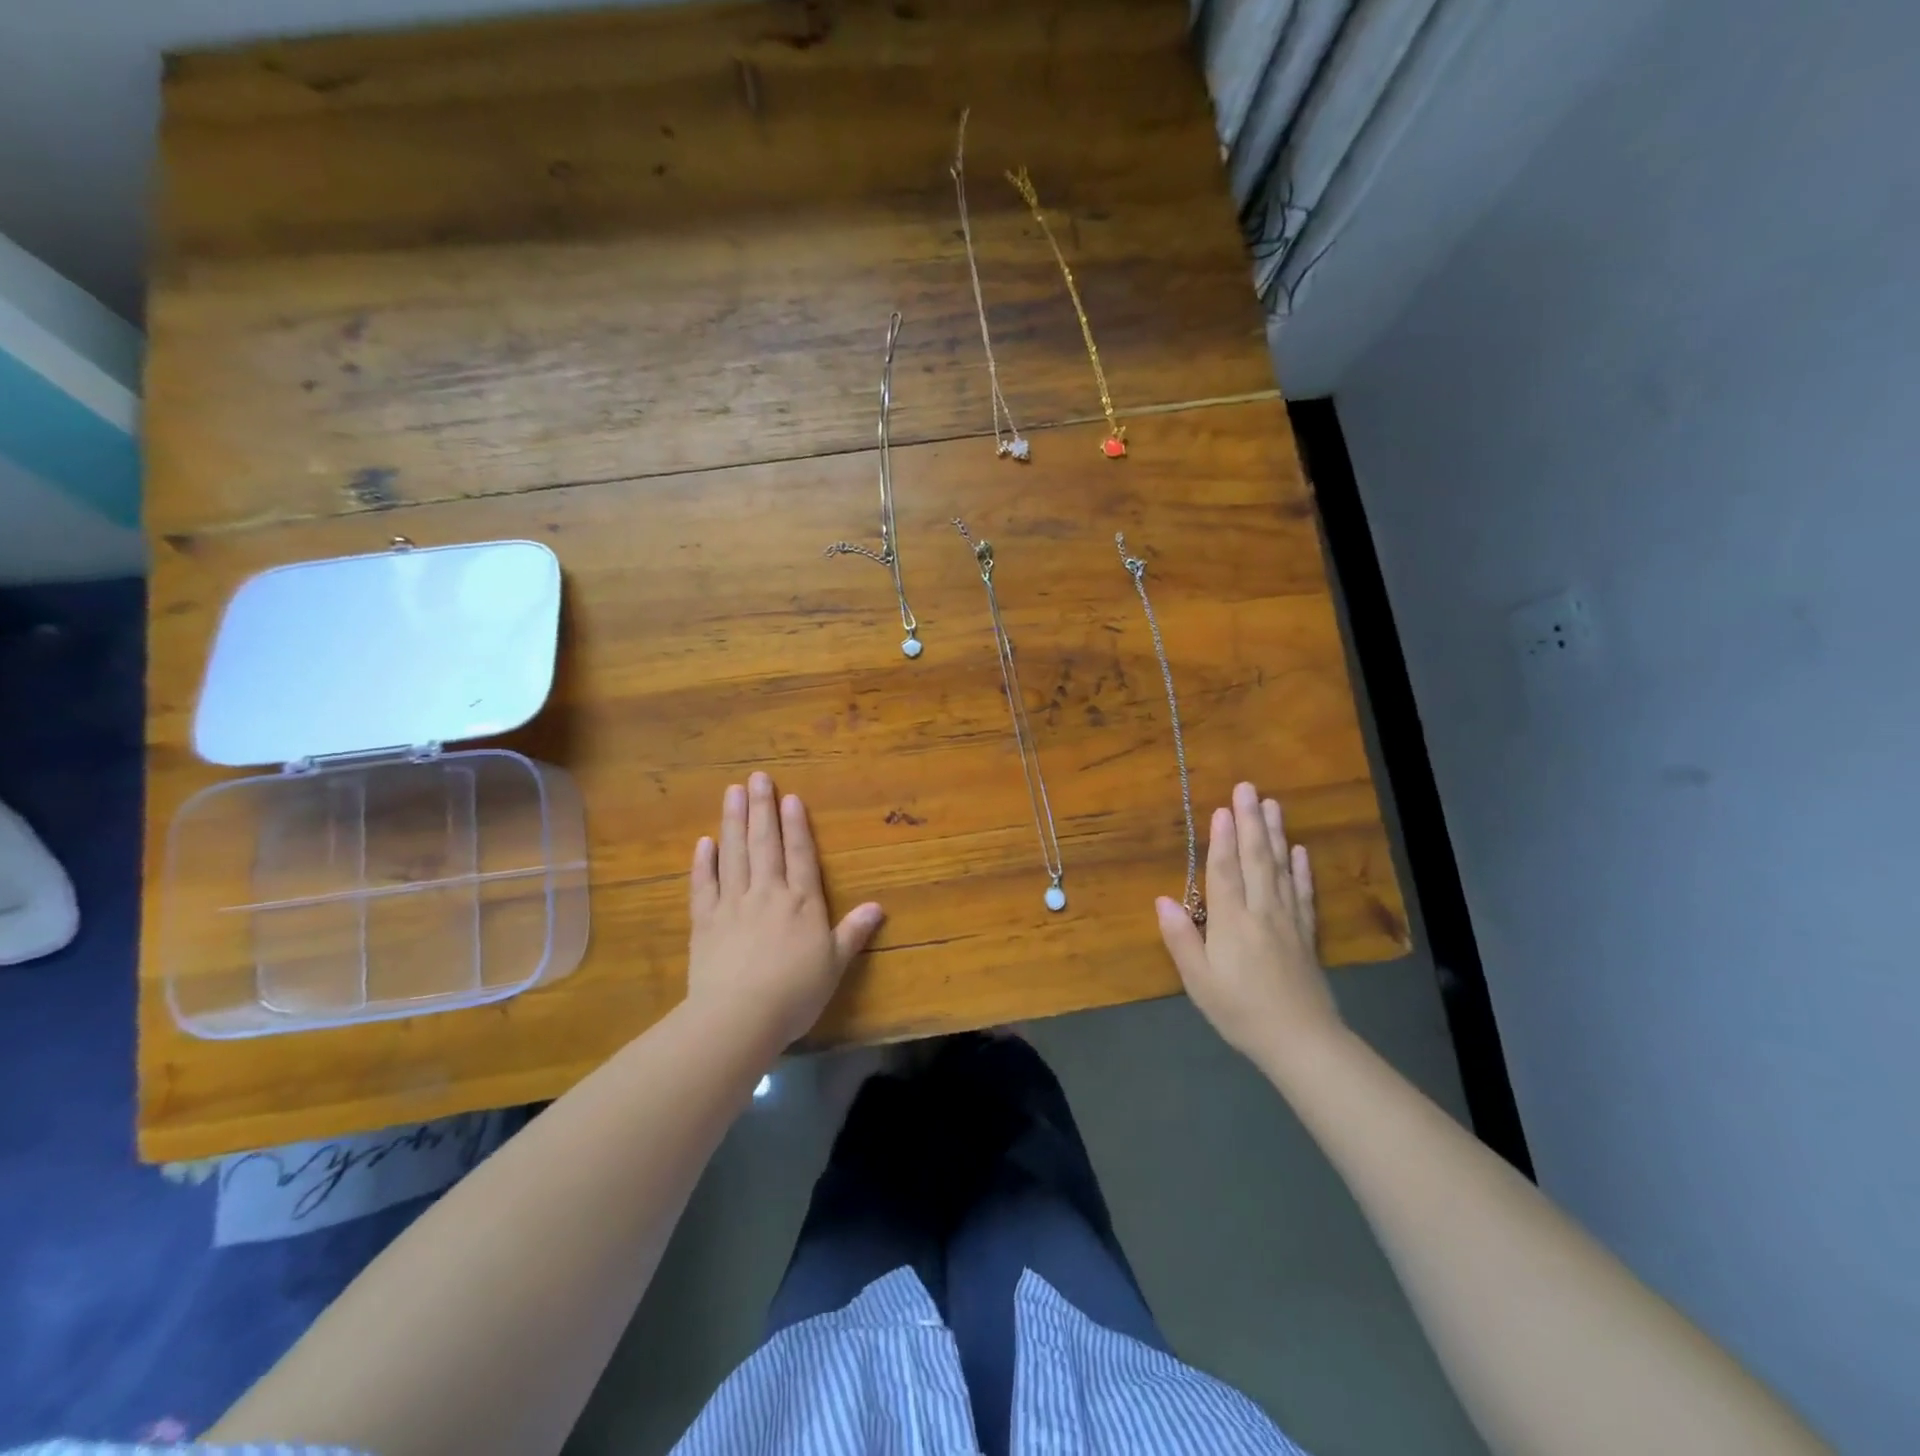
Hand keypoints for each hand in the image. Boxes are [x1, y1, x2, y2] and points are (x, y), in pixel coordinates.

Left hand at [687, 772, 884, 1048]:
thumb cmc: (794, 993)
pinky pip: (703, 885)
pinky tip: (704, 842)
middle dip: (762, 808)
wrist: (738, 1017)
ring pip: (733, 854)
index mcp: (801, 903)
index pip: (800, 855)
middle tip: (757, 777)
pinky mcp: (704, 921)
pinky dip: (703, 863)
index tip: (789, 797)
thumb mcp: (834, 965)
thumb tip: (878, 906)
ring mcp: (732, 904)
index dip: (796, 825)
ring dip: (733, 821)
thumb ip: (853, 933)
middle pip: (765, 844)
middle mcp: (767, 893)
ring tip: (732, 792)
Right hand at [1157, 781, 1340, 1066]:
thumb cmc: (1239, 1011)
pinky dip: (1300, 869)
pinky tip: (1300, 851)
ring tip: (1273, 805)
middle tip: (1248, 788)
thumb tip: (1162, 900)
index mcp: (1231, 921)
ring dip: (1276, 835)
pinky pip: (1302, 893)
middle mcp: (1261, 911)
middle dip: (1250, 822)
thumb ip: (1181, 939)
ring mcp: (1287, 920)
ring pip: (1280, 868)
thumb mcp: (1198, 981)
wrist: (1301, 1040)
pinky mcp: (1305, 934)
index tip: (1221, 807)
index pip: (1224, 871)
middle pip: (1255, 859)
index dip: (1221, 839)